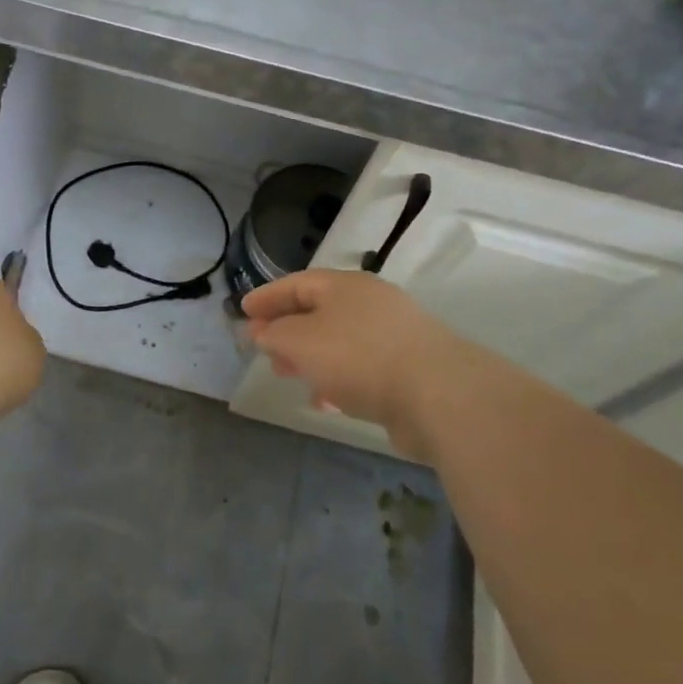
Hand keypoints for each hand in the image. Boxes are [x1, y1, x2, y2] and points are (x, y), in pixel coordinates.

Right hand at [242, 270, 487, 461]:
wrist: (439, 395)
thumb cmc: (359, 357)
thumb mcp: (302, 342)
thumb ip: (276, 335)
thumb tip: (266, 332)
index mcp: (345, 286)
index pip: (297, 283)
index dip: (268, 297)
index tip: (243, 312)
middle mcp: (370, 303)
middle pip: (319, 310)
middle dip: (287, 329)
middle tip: (263, 347)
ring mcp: (393, 335)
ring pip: (339, 340)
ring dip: (310, 356)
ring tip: (289, 375)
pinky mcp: (408, 368)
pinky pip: (360, 367)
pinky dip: (336, 377)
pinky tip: (326, 400)